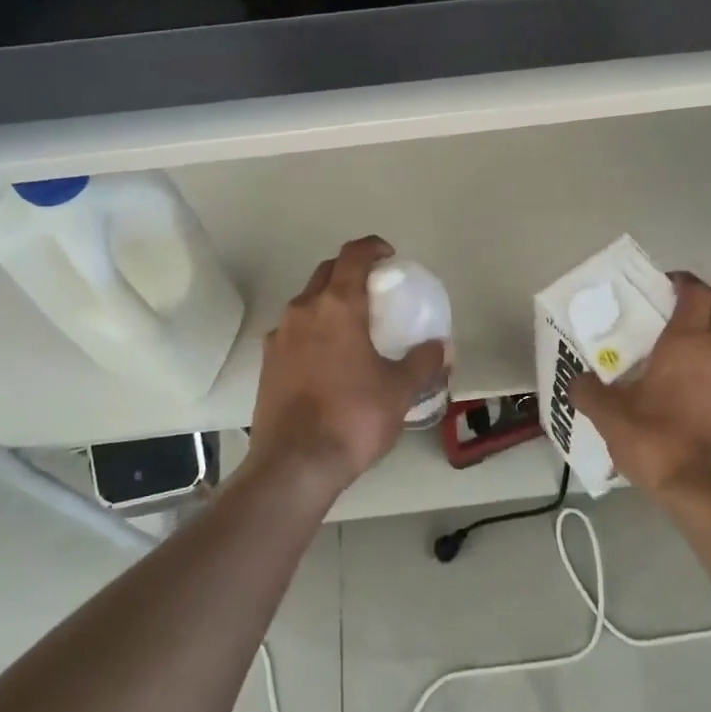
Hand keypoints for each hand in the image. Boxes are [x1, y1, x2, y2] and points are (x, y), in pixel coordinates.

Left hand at [249, 236, 446, 496]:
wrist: (294, 464)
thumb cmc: (353, 417)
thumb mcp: (399, 390)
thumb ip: (423, 362)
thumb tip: (443, 347)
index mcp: (337, 305)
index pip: (353, 255)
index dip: (372, 247)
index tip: (389, 257)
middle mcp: (303, 310)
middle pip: (327, 272)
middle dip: (351, 270)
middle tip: (375, 289)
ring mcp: (279, 335)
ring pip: (306, 301)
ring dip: (329, 300)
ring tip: (352, 325)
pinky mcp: (267, 361)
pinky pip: (293, 330)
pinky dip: (312, 330)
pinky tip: (327, 358)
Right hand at [572, 273, 710, 510]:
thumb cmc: (659, 442)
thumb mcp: (610, 417)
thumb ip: (589, 392)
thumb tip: (578, 381)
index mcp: (688, 342)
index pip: (696, 290)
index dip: (680, 281)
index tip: (660, 287)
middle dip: (701, 300)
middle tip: (670, 315)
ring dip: (707, 342)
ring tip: (674, 367)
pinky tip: (691, 406)